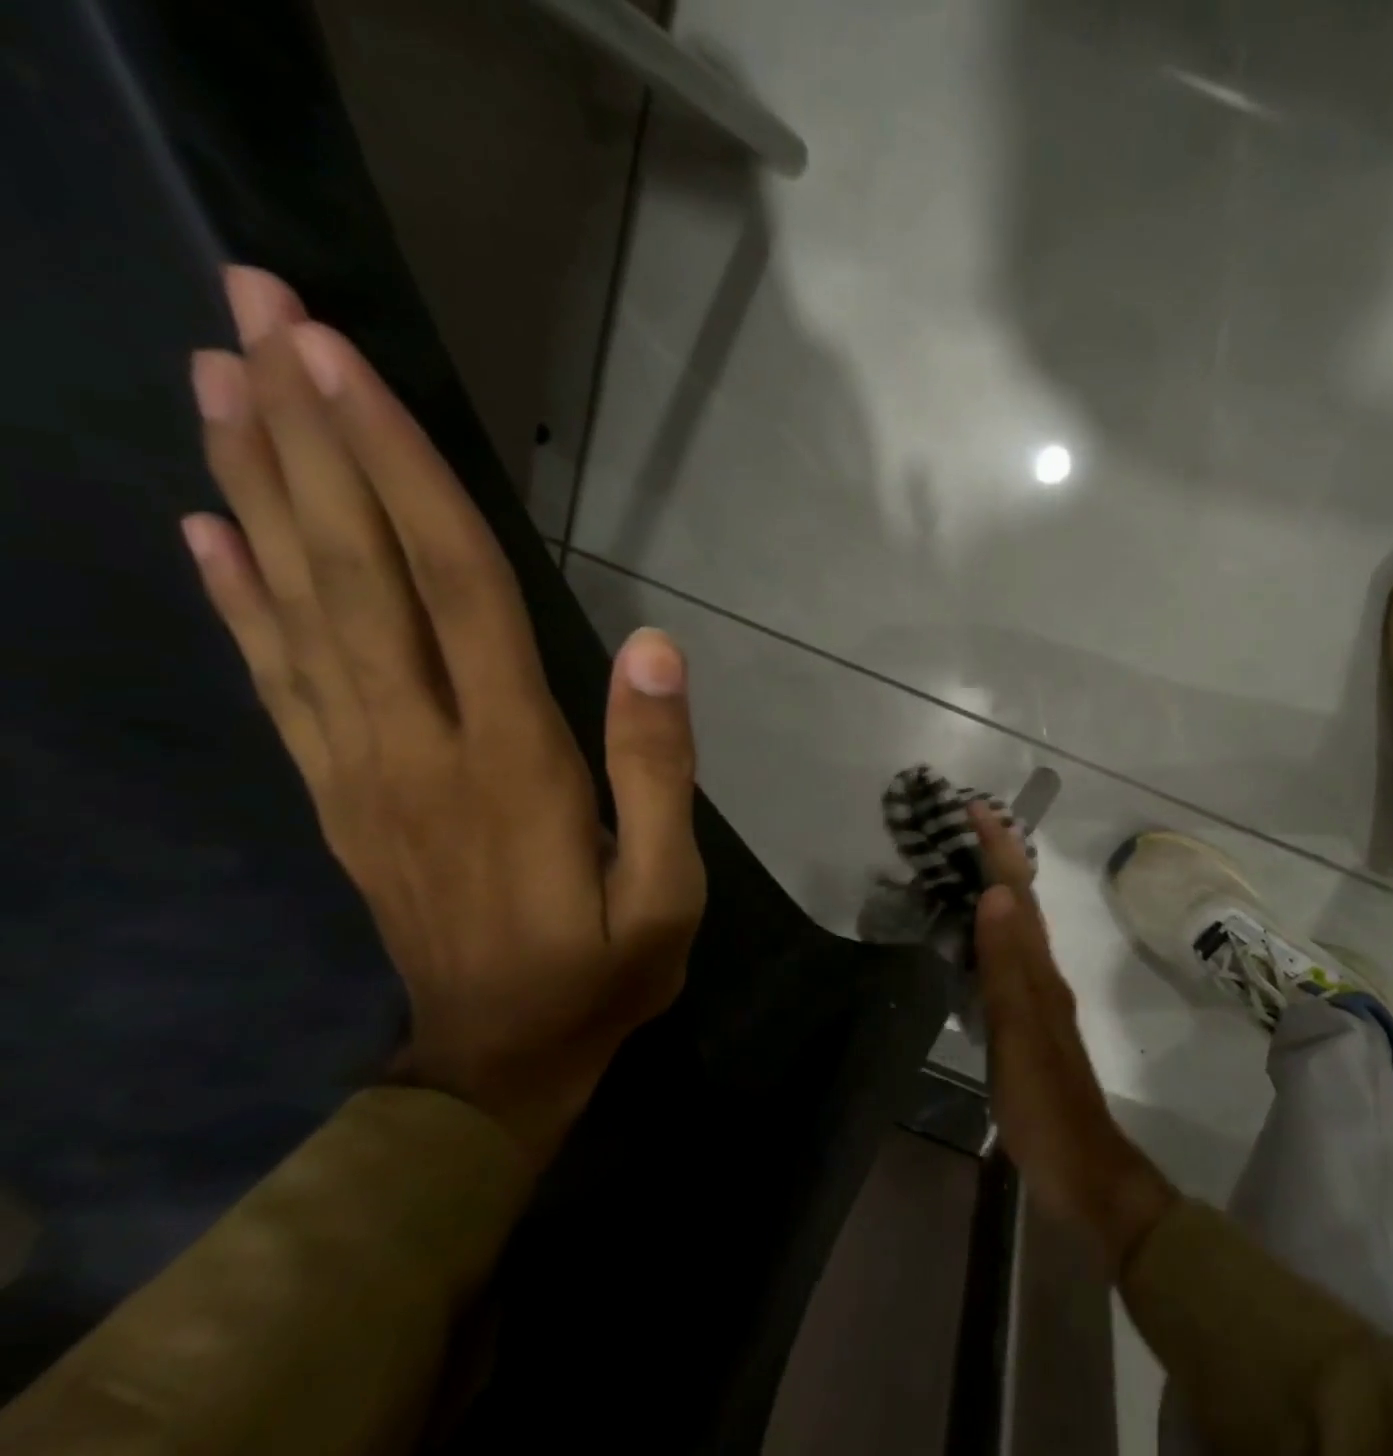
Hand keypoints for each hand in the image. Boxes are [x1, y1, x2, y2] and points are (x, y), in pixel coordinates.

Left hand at [183, 267, 705, 1164]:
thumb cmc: (604, 969)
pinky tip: (210, 531)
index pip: (454, 590)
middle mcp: (416, 744)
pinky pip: (278, 681)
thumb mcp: (667, 887)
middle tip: (260, 314)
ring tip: (223, 382)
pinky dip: (238, 599)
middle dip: (310, 439)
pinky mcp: (340, 794)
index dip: (402, 477)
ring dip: (260, 490)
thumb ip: (657, 768)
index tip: (349, 368)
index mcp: (510, 761)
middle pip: (355, 573)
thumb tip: (650, 651)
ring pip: (299, 610)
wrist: (501, 1062)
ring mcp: (361, 768)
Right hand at [969, 804, 1174, 1273]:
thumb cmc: (1044, 1100)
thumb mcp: (1019, 1031)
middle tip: (966, 826)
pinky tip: (973, 937)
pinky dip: (989, 931)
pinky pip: (1005, 957)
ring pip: (1015, 926)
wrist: (1081, 1168)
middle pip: (1020, 902)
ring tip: (963, 865)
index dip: (1000, 850)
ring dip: (995, 889)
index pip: (1017, 895)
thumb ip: (1005, 964)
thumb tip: (995, 894)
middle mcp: (1041, 972)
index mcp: (1038, 969)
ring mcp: (1036, 997)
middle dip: (998, 858)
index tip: (977, 810)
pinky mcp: (1026, 1021)